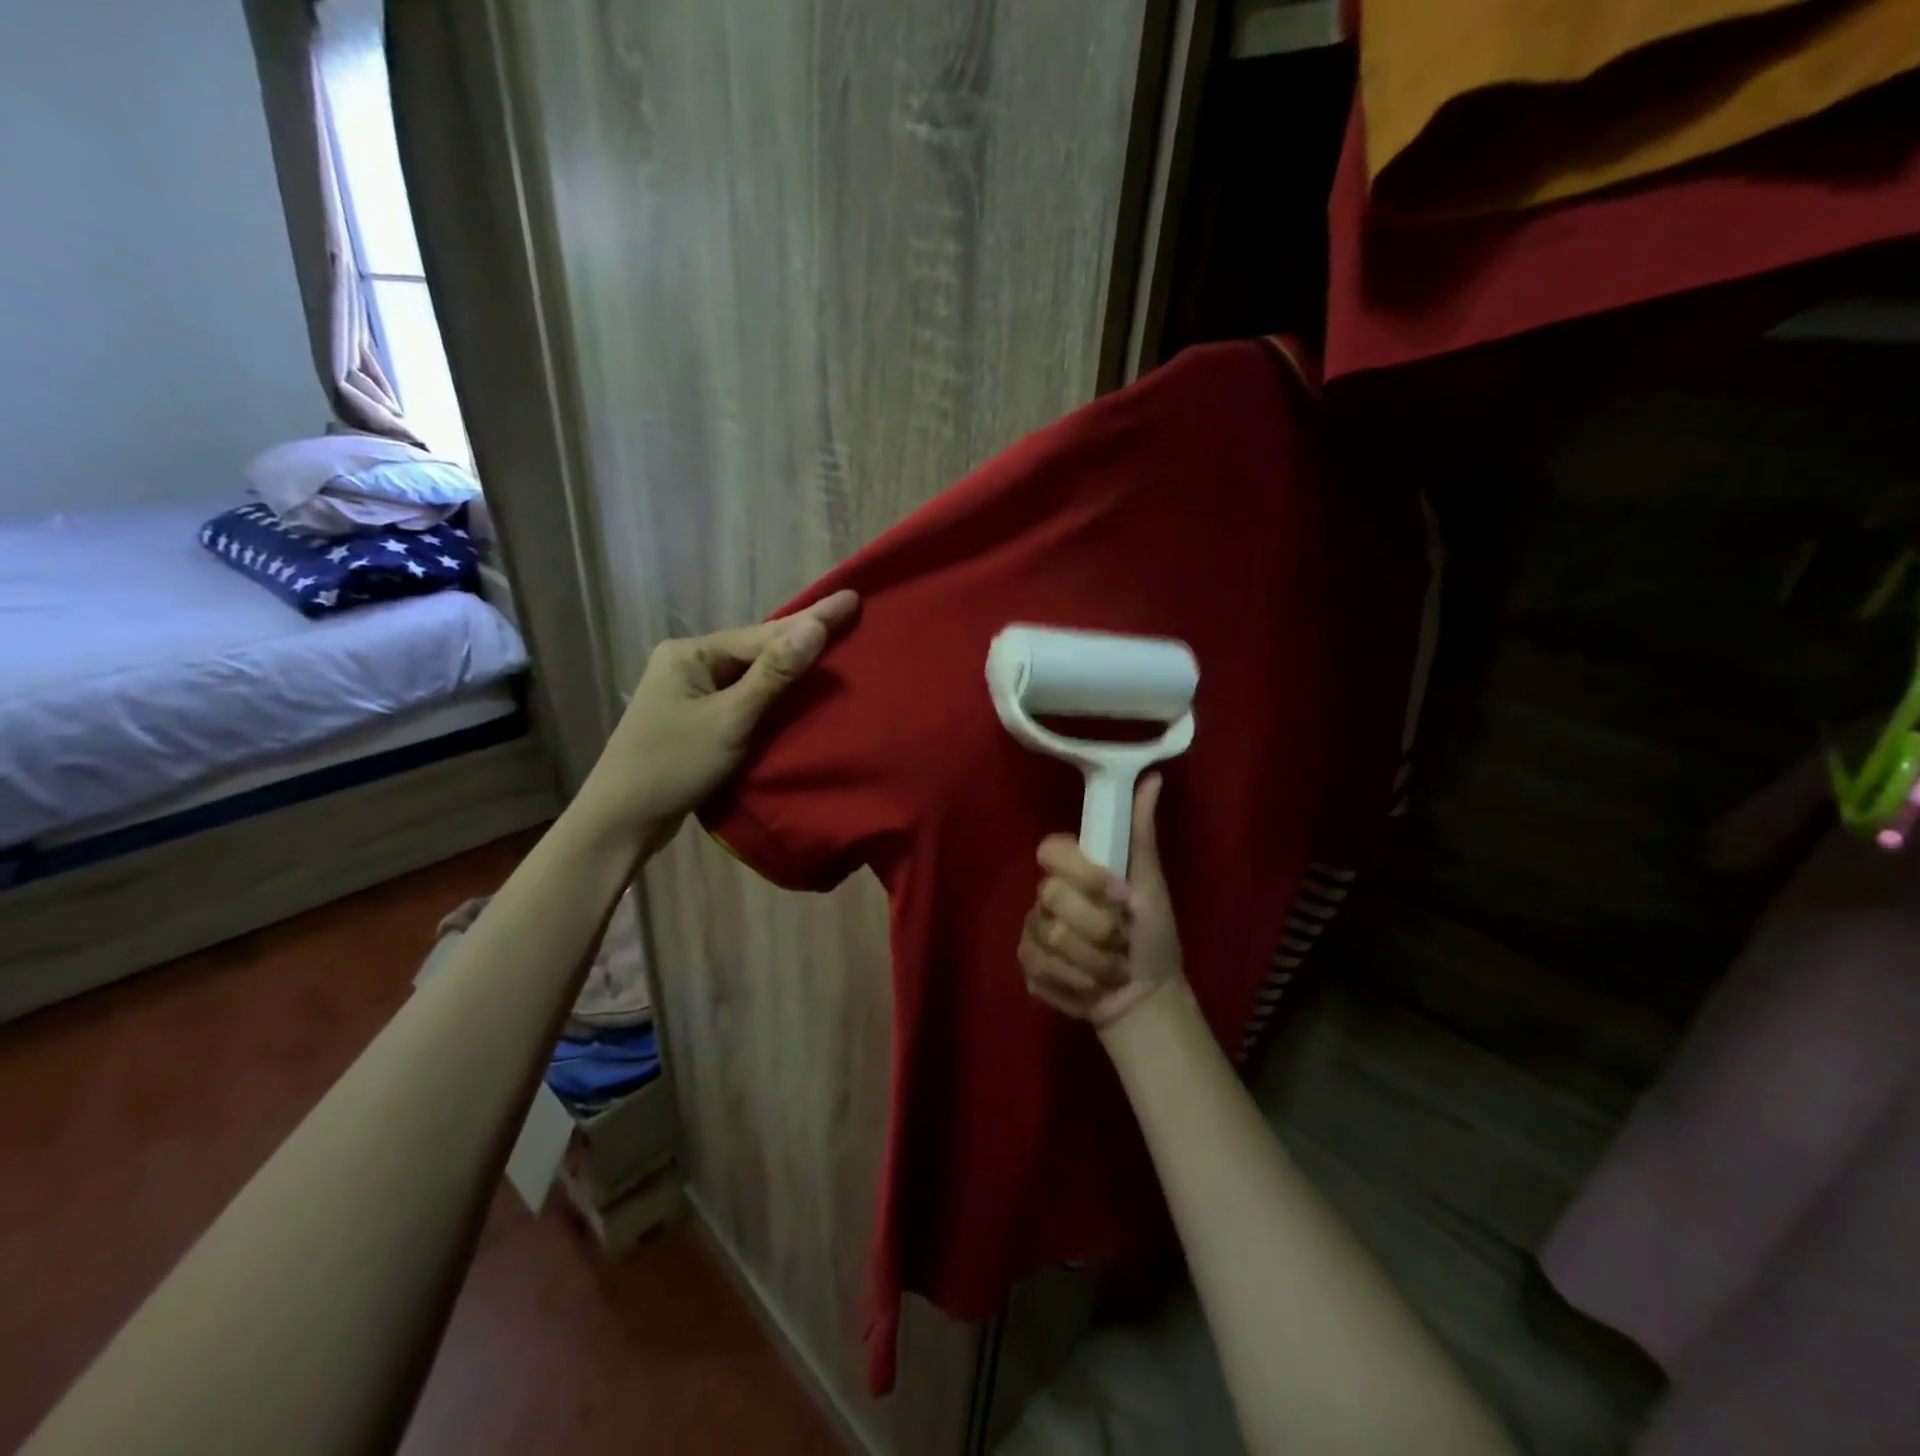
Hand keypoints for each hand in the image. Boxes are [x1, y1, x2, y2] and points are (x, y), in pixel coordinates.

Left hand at [579, 590, 859, 849]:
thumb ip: (774, 674)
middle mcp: (688, 662)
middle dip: (802, 635)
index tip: (851, 599)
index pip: (764, 635)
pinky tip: (798, 689)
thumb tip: (814, 627)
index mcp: (691, 653)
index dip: (812, 620)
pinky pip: (743, 695)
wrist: (621, 820)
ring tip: (833, 644)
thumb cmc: (674, 765)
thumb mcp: (730, 719)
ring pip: (751, 672)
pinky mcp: (695, 716)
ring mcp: (689, 690)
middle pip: (757, 648)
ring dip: (790, 665)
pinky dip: (772, 692)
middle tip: (847, 613)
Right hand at [1020, 774, 1183, 1028]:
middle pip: (1051, 898)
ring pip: (1050, 939)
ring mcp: (1033, 932)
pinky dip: (1078, 983)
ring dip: (1094, 961)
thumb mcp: (1151, 885)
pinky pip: (1041, 969)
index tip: (1121, 897)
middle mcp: (1046, 897)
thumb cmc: (1151, 936)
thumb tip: (1153, 777)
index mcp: (1074, 870)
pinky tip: (1092, 986)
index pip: (1051, 850)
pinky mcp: (1028, 967)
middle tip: (1122, 940)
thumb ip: (1141, 834)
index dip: (1085, 875)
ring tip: (1113, 968)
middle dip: (1098, 928)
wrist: (1145, 996)